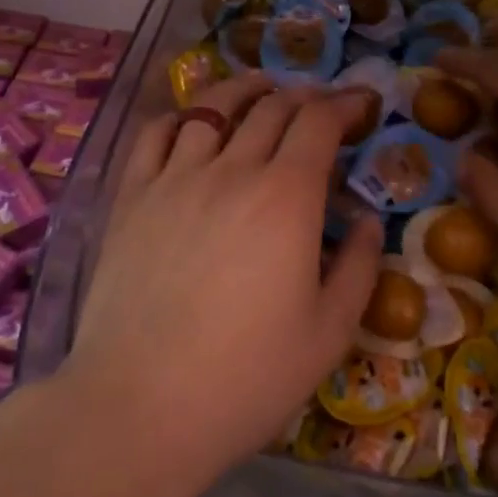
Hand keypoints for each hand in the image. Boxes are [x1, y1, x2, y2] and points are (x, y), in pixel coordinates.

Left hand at [64, 74, 380, 486]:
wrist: (141, 406)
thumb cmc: (246, 377)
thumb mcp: (329, 333)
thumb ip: (357, 267)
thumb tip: (366, 221)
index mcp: (286, 197)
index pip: (318, 123)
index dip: (344, 104)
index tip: (359, 104)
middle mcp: (231, 170)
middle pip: (271, 107)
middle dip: (303, 95)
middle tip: (318, 102)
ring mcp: (174, 178)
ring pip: (212, 108)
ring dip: (244, 90)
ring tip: (259, 90)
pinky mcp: (131, 196)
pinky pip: (156, 134)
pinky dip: (180, 117)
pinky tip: (191, 124)